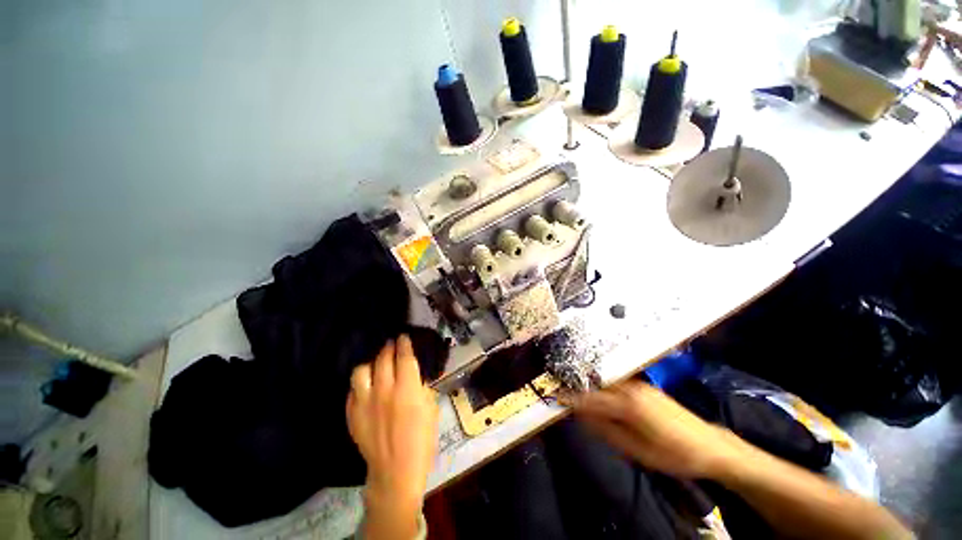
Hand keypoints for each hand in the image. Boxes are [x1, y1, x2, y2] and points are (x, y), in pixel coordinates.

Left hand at [347, 335, 438, 535]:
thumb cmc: (421, 440)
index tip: (403, 337)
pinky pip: (352, 390)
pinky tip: (366, 385)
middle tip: (392, 344)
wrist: (395, 471)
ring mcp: (364, 402)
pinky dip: (361, 383)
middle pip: (383, 358)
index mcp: (407, 388)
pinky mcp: (352, 414)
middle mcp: (384, 390)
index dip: (404, 343)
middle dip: (388, 347)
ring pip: (362, 370)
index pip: (404, 356)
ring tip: (377, 364)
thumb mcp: (431, 408)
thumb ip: (422, 387)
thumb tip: (416, 374)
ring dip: (371, 363)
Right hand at [571, 381, 746, 479]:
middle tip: (561, 390)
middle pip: (596, 383)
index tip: (555, 395)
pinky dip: (602, 386)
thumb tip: (580, 416)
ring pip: (605, 381)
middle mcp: (631, 387)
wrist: (710, 446)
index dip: (571, 396)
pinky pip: (616, 382)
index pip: (591, 397)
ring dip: (589, 385)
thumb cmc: (673, 454)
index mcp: (628, 404)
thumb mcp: (636, 451)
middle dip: (577, 386)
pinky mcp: (644, 385)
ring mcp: (639, 384)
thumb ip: (605, 430)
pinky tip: (598, 392)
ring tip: (574, 390)